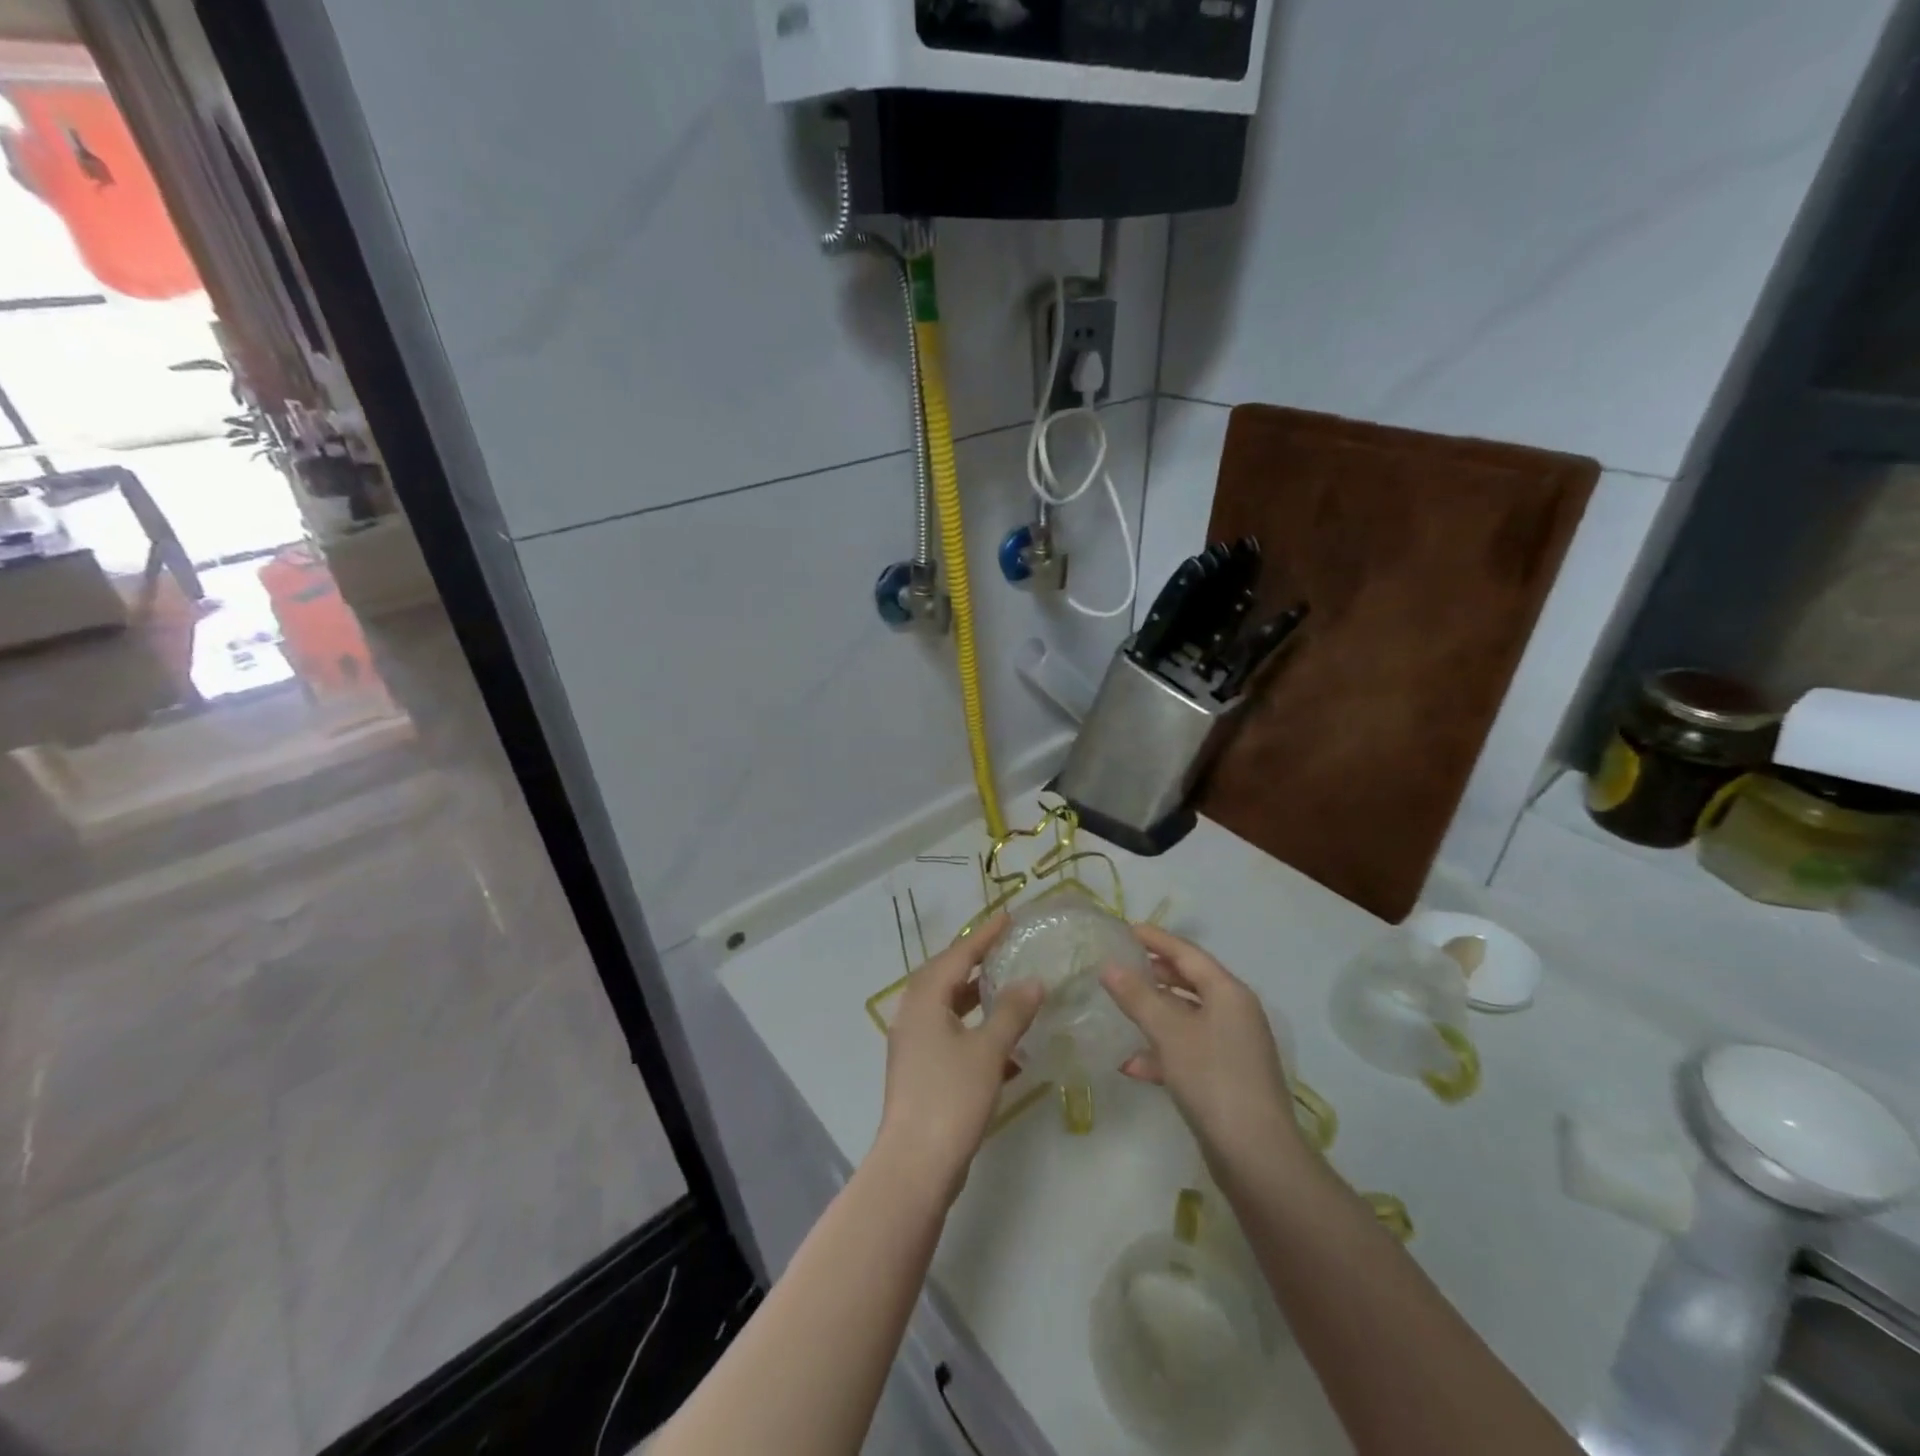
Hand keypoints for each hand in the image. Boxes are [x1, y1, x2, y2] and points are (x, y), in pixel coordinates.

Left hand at [875, 914, 1042, 1205]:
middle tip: (1007, 947)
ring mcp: (915, 1045)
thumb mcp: (988, 1050)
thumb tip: (1033, 981)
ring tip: (1009, 988)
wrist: (916, 1164)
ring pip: (949, 1008)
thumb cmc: (951, 1096)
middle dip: (977, 962)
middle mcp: (914, 1015)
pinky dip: (976, 1031)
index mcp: (924, 1000)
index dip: (984, 936)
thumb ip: (1011, 1012)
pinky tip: (1007, 1044)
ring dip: (977, 997)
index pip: (958, 955)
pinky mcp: (922, 1071)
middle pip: (947, 977)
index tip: (1008, 916)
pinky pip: (951, 1036)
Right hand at [1101, 924, 1304, 1177]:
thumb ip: (1138, 997)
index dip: (1157, 939)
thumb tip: (1109, 967)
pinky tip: (1132, 1065)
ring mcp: (1233, 1047)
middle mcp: (1235, 1013)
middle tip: (1121, 965)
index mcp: (1229, 993)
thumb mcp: (1169, 1032)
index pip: (1188, 954)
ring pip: (1187, 1017)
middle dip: (1155, 974)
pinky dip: (1162, 1051)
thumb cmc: (1213, 1078)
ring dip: (1155, 1013)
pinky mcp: (1226, 1078)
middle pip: (1191, 982)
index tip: (1127, 929)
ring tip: (1120, 1008)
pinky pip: (1189, 1050)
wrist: (1257, 1156)